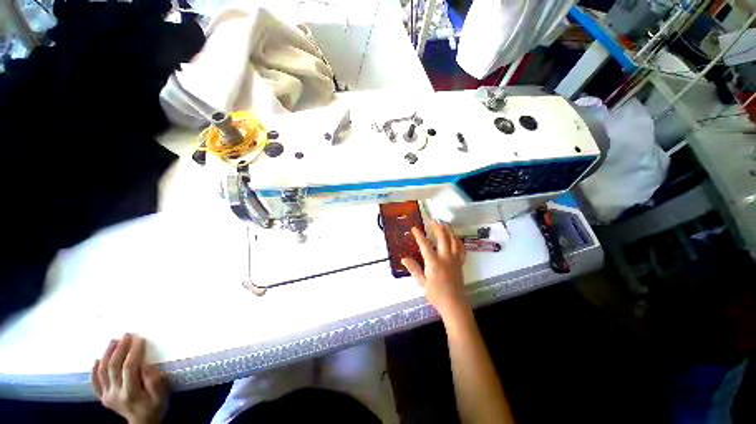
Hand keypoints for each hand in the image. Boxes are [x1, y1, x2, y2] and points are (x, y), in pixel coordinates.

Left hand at [91, 334, 167, 423]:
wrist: (142, 423)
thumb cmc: (155, 406)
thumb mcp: (161, 396)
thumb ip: (155, 381)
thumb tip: (147, 365)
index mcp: (131, 392)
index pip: (130, 367)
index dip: (134, 352)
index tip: (140, 339)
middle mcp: (116, 393)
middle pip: (114, 367)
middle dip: (120, 349)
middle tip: (126, 335)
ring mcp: (107, 395)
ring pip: (103, 371)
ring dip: (107, 354)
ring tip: (113, 341)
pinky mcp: (103, 396)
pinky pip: (95, 382)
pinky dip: (94, 370)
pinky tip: (97, 360)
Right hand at [402, 220, 468, 318]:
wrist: (454, 305)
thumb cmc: (436, 295)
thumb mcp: (422, 283)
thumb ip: (414, 269)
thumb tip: (404, 259)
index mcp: (434, 262)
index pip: (425, 244)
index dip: (419, 235)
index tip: (414, 228)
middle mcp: (445, 257)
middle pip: (442, 237)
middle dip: (436, 226)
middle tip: (431, 220)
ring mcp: (454, 259)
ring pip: (453, 240)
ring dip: (448, 230)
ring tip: (443, 223)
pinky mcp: (460, 262)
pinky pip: (460, 248)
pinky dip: (457, 240)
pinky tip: (454, 237)